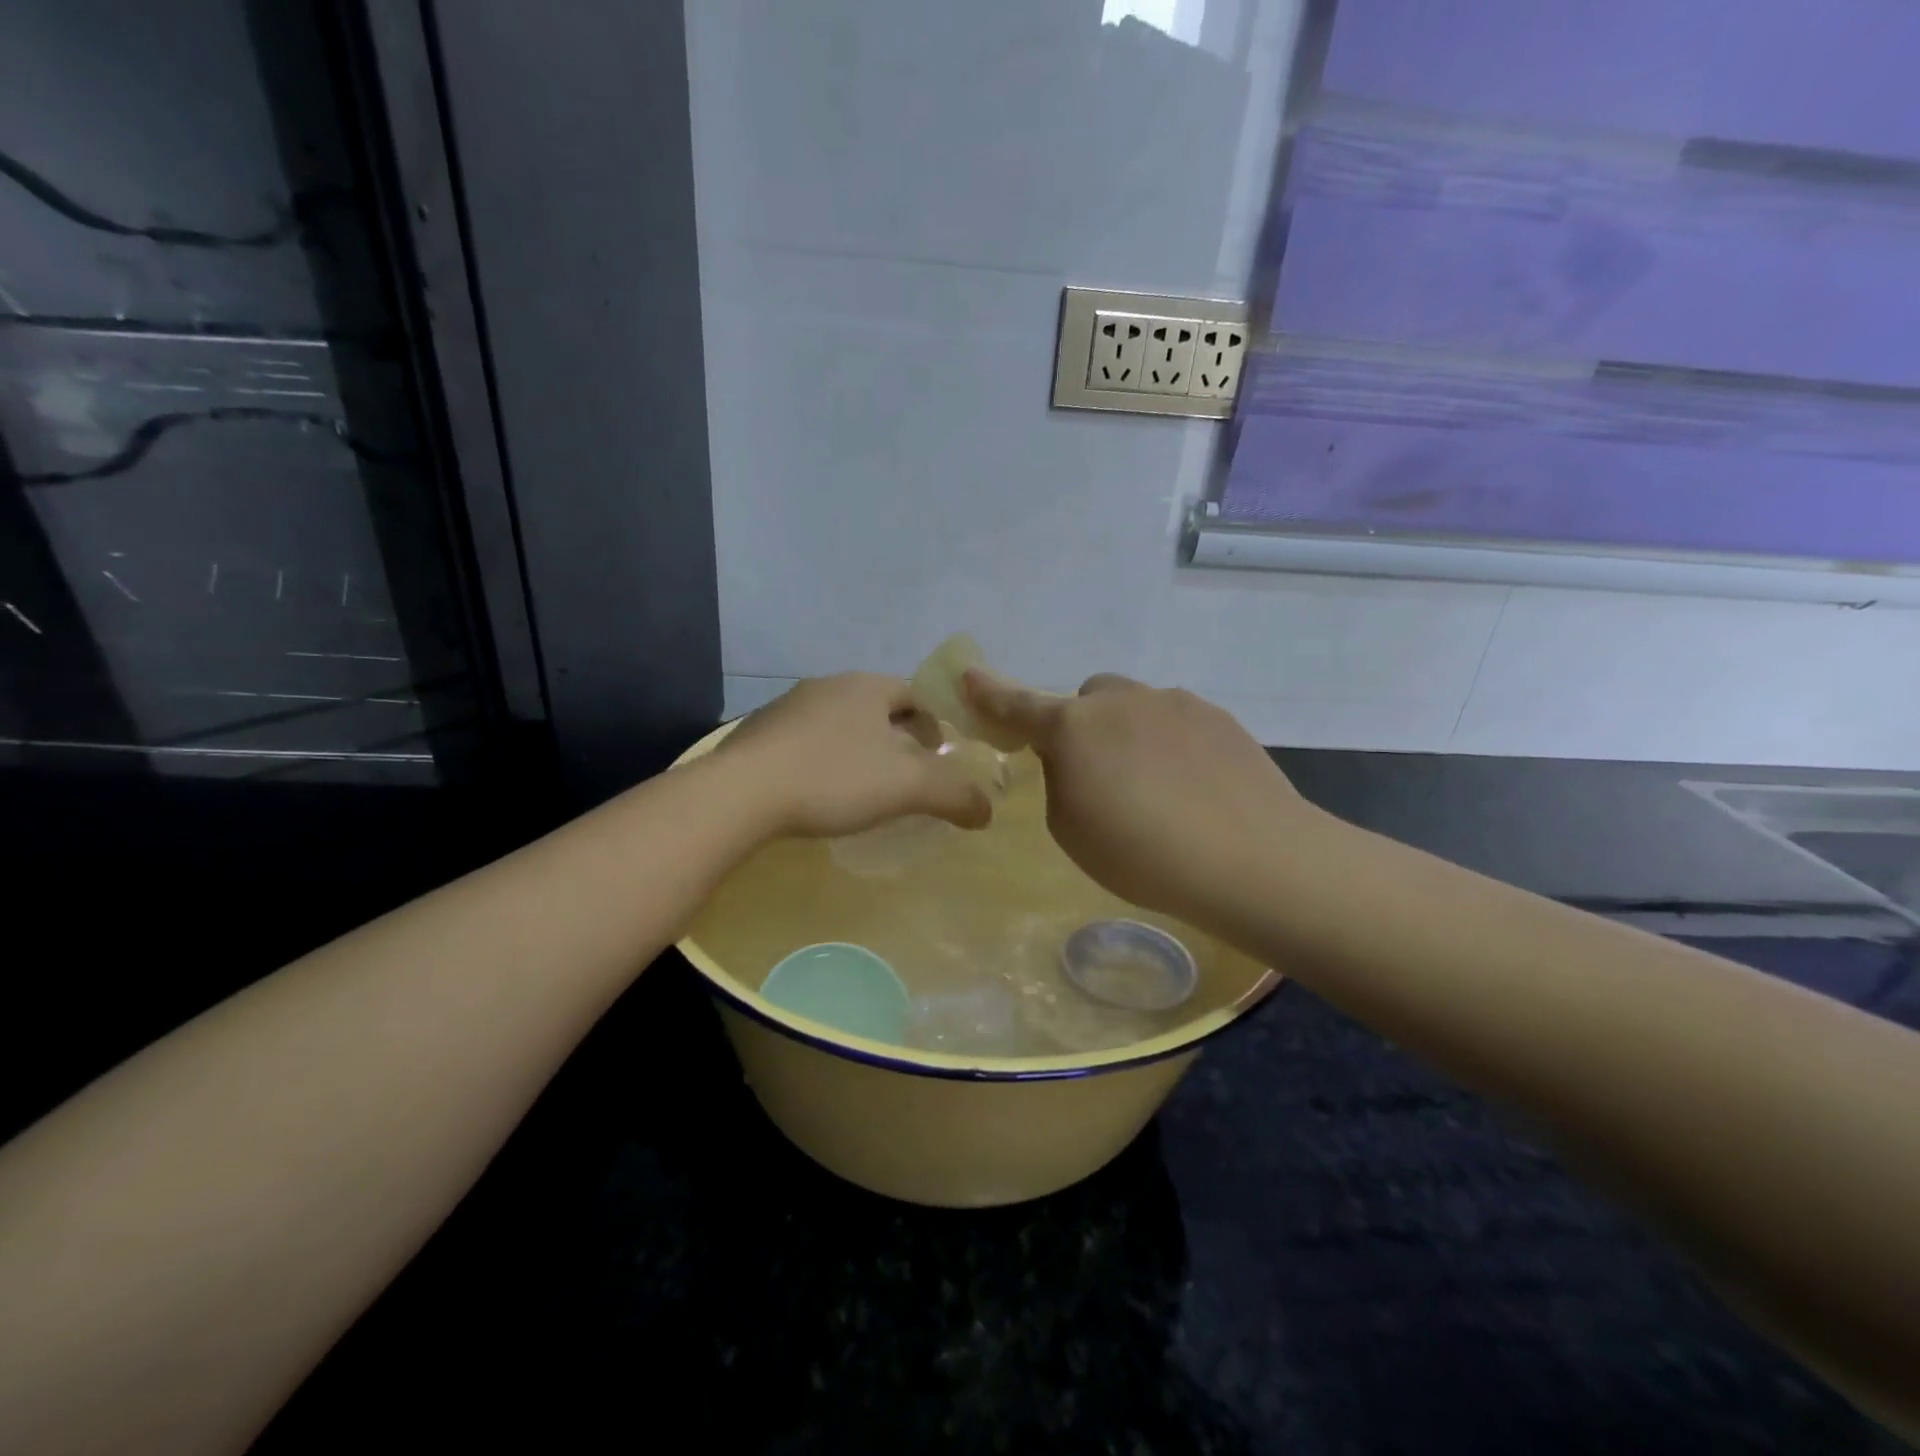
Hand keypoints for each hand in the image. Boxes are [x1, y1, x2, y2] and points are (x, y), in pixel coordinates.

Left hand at [719, 673, 993, 838]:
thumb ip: (955, 794)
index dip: (934, 724)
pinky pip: (805, 743)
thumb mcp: (908, 788)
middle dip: (897, 738)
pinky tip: (819, 792)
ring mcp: (787, 708)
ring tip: (865, 787)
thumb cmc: (834, 778)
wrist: (740, 794)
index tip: (939, 757)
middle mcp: (828, 686)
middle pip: (877, 709)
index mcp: (866, 687)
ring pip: (839, 725)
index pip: (915, 695)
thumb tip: (988, 810)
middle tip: (908, 775)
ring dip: (858, 749)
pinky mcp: (758, 735)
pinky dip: (822, 761)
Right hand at [962, 670, 1316, 926]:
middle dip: (1084, 727)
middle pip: (1087, 700)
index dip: (989, 693)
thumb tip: (1078, 761)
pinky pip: (1176, 722)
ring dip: (1131, 737)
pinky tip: (1194, 789)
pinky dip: (1171, 746)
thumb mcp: (1071, 829)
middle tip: (1101, 777)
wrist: (1250, 857)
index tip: (968, 676)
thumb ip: (1060, 781)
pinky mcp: (1217, 716)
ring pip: (1135, 708)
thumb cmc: (1141, 853)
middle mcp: (1120, 701)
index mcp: (1073, 728)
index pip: (1018, 705)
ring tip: (1159, 792)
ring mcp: (1173, 702)